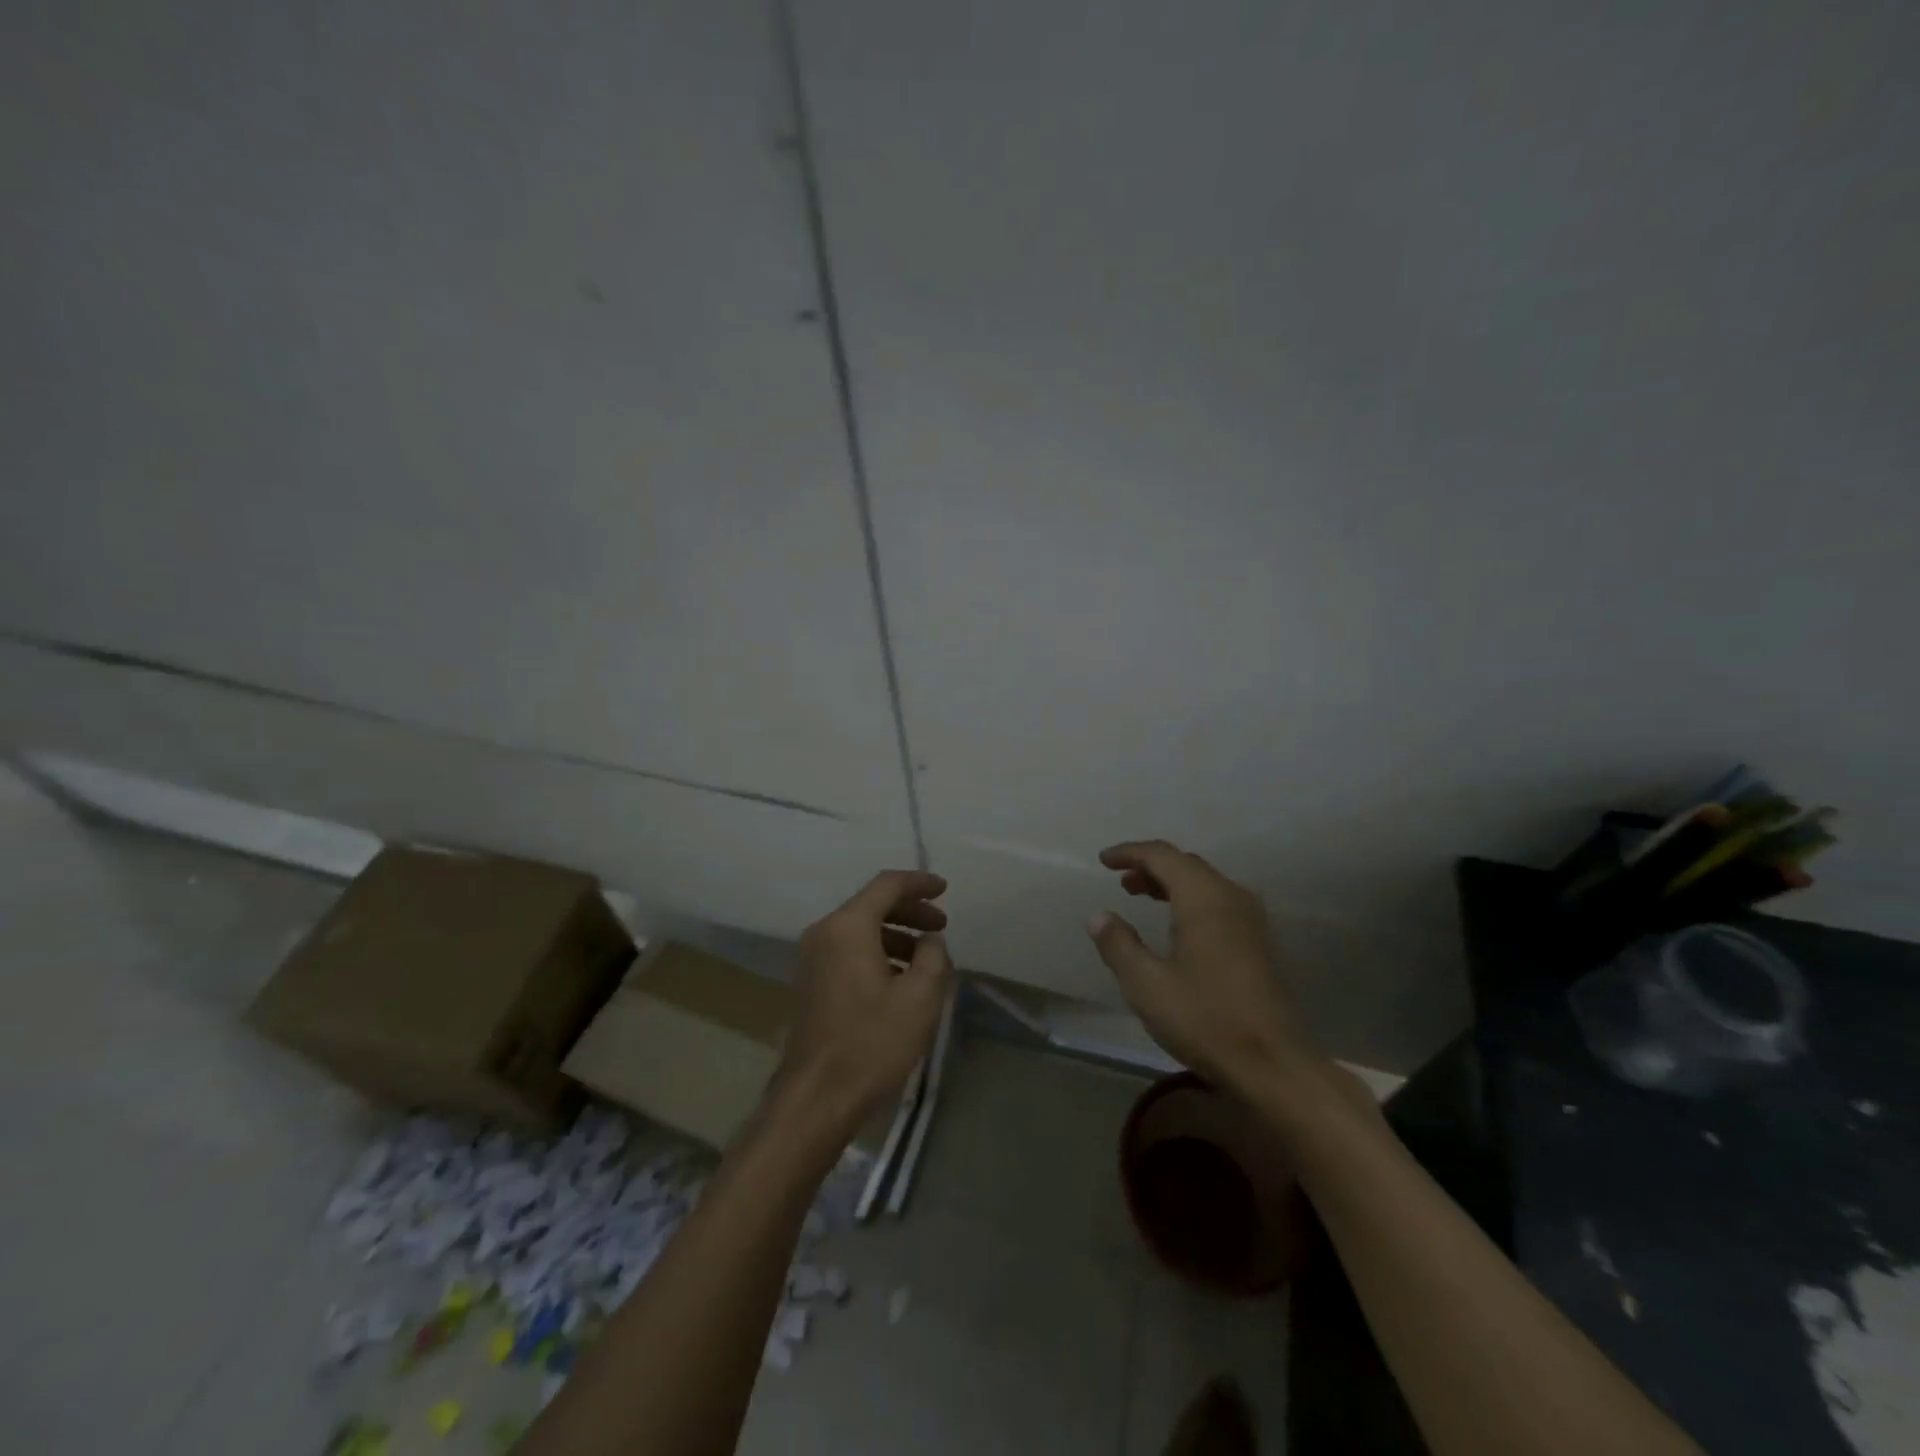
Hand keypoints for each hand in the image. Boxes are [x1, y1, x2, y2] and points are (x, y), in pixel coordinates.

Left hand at [775, 870, 954, 1139]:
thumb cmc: (872, 1042)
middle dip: (910, 910)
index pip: (887, 885)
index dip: (919, 883)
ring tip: (926, 958)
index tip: (945, 889)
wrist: (817, 1097)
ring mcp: (813, 958)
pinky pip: (849, 950)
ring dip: (896, 934)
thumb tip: (930, 940)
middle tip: (941, 925)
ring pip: (860, 929)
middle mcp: (825, 933)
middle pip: (872, 905)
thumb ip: (933, 956)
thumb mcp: (919, 998)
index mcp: (848, 927)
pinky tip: (900, 978)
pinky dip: (878, 951)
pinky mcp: (812, 982)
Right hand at [1087, 840, 1317, 1094]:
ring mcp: (1251, 919)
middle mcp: (1231, 897)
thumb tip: (1099, 916)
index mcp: (1204, 898)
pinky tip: (1176, 926)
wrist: (1274, 1065)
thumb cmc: (1205, 1019)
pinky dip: (1190, 900)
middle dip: (1150, 866)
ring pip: (1204, 883)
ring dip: (1170, 883)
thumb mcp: (1147, 985)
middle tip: (1120, 880)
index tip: (1103, 860)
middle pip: (1186, 864)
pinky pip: (1218, 902)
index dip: (1130, 852)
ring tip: (1141, 896)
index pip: (1162, 855)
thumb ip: (1119, 945)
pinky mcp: (1259, 942)